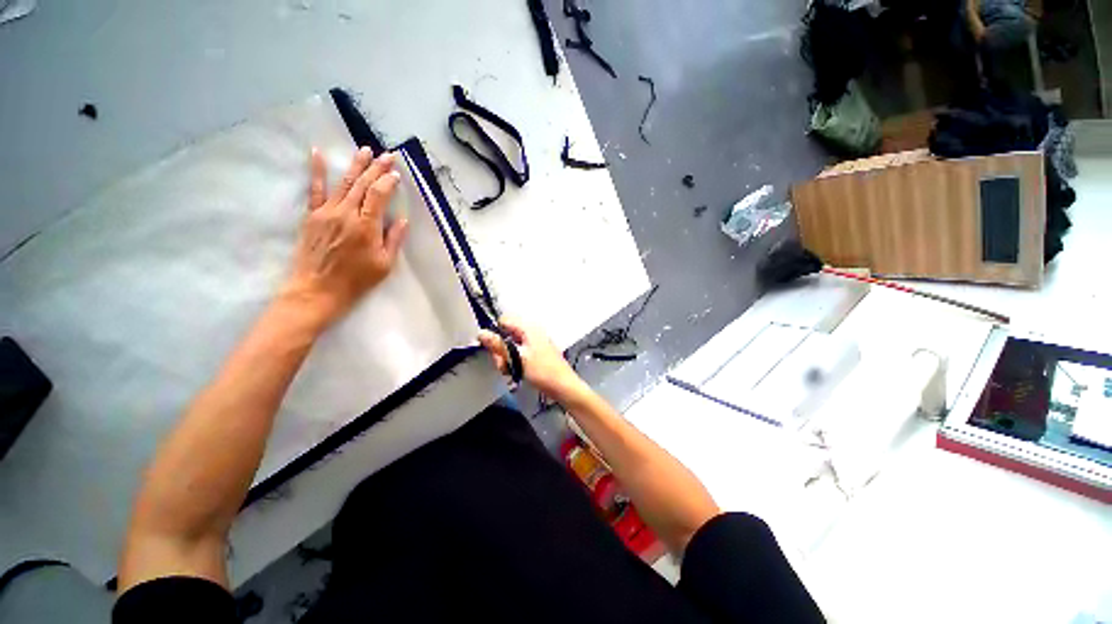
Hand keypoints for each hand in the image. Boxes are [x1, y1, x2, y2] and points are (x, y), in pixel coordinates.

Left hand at [280, 147, 407, 327]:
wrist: (316, 290)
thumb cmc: (356, 280)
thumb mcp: (384, 265)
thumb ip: (393, 240)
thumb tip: (402, 220)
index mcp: (366, 226)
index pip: (378, 196)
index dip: (388, 182)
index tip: (396, 174)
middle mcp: (346, 213)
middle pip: (363, 185)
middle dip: (376, 168)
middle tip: (387, 154)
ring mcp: (326, 212)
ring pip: (344, 183)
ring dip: (356, 165)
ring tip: (365, 149)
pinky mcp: (312, 216)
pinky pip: (314, 189)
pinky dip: (316, 171)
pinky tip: (317, 153)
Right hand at [478, 317, 585, 401]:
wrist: (563, 386)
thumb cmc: (542, 371)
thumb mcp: (517, 358)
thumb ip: (499, 345)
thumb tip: (481, 333)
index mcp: (529, 328)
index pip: (504, 320)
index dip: (495, 333)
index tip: (492, 348)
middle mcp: (531, 332)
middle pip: (506, 334)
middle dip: (500, 350)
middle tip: (503, 364)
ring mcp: (534, 343)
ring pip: (511, 346)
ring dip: (506, 359)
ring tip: (510, 371)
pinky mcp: (535, 353)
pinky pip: (518, 353)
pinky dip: (514, 362)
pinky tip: (516, 372)